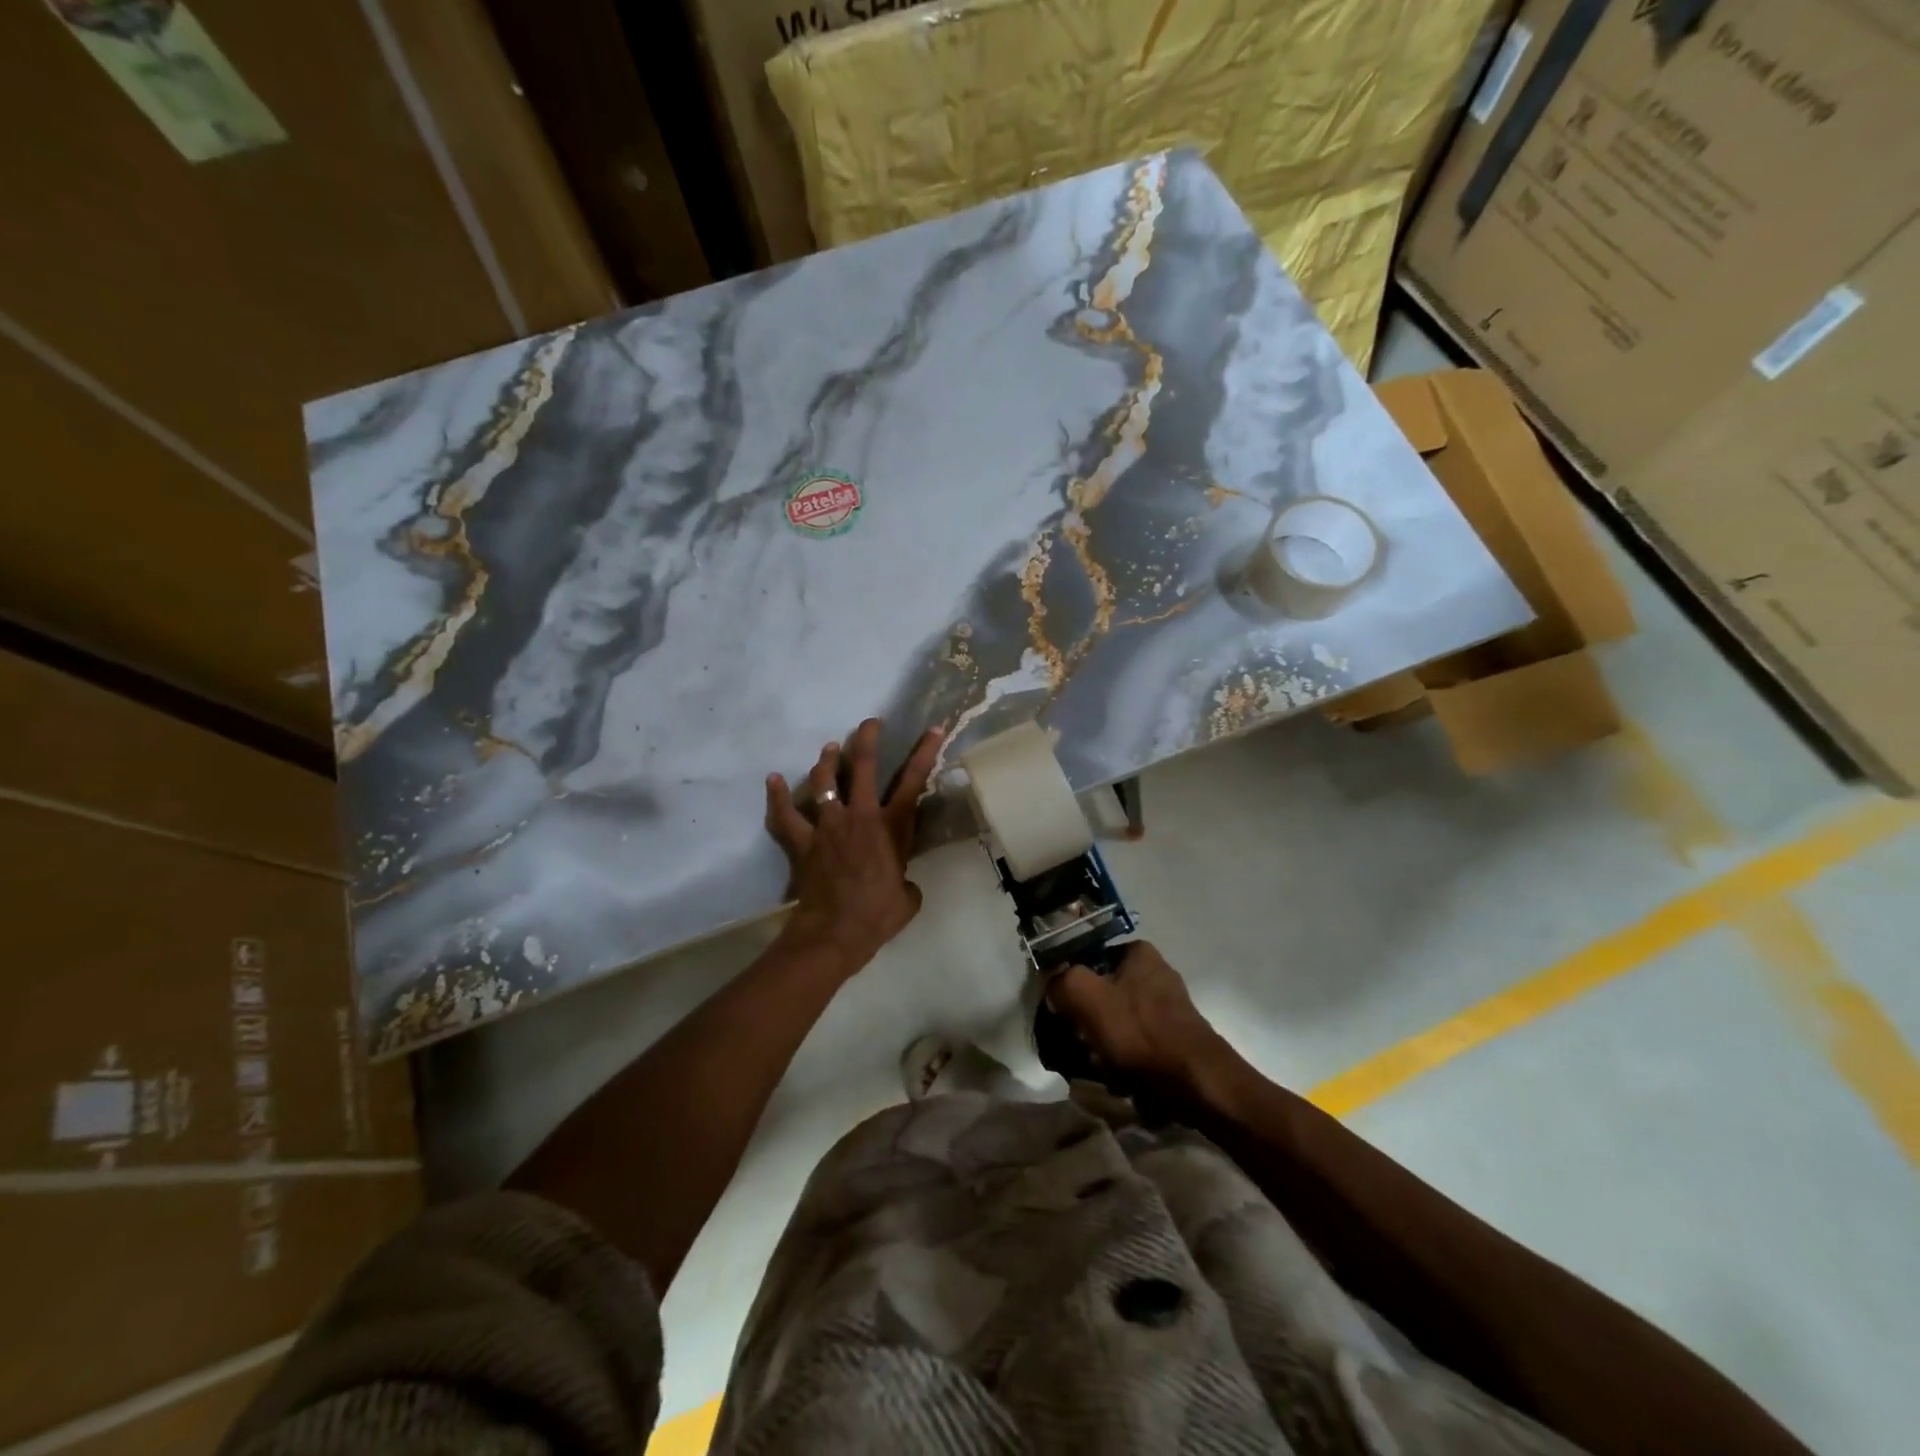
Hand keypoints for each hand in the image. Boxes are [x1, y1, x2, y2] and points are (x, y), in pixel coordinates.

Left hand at [765, 718, 943, 975]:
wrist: (836, 932)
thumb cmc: (879, 915)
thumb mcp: (909, 896)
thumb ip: (906, 879)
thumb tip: (901, 882)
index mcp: (892, 826)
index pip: (913, 781)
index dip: (925, 751)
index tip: (934, 728)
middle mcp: (859, 816)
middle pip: (863, 766)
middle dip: (867, 739)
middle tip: (870, 723)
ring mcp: (828, 825)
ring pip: (824, 781)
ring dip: (827, 760)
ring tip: (830, 748)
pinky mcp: (803, 841)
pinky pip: (785, 815)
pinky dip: (778, 797)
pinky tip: (772, 779)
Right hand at [1046, 943, 1236, 1103]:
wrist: (1196, 1082)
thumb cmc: (1139, 1031)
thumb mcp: (1086, 996)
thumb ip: (1060, 981)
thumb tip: (1054, 985)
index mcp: (1139, 952)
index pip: (1090, 957)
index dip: (1071, 980)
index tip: (1062, 1007)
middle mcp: (1157, 972)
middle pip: (1104, 990)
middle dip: (1088, 1017)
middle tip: (1077, 1039)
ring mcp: (1169, 1007)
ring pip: (1118, 1019)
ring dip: (1103, 1041)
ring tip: (1095, 1062)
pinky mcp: (1175, 1038)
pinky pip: (1136, 1043)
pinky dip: (1123, 1058)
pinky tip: (1117, 1076)